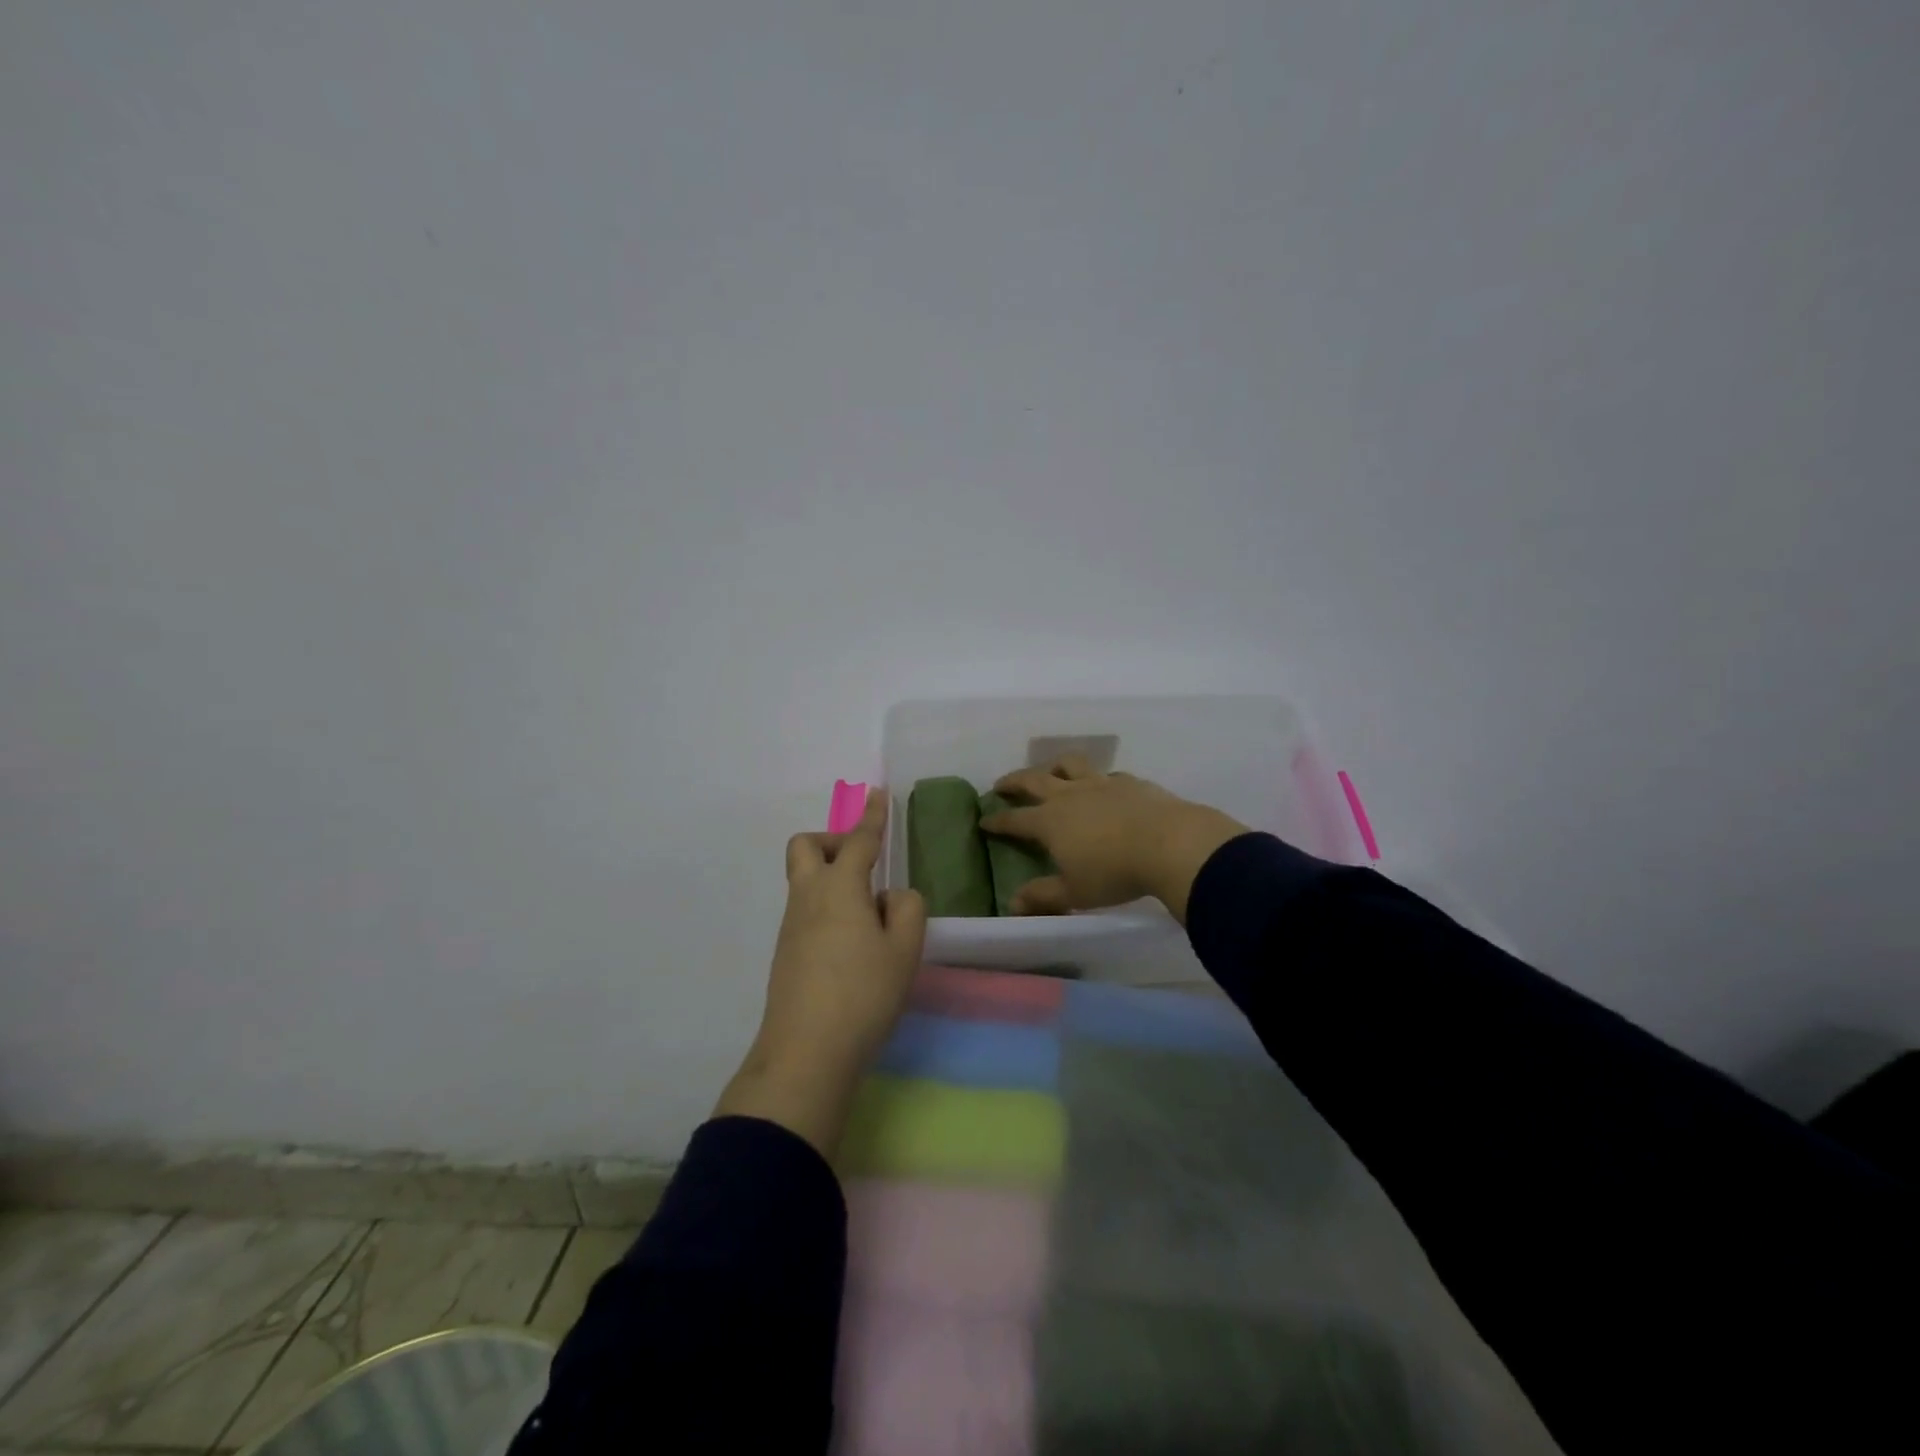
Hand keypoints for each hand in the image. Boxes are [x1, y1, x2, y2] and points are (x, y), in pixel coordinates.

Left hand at [715, 789, 926, 1155]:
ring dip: (832, 877)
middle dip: (835, 840)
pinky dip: (828, 907)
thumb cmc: (863, 994)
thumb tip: (890, 897)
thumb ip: (907, 909)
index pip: (860, 841)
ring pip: (804, 879)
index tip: (878, 793)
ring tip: (871, 915)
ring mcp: (791, 925)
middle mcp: (808, 897)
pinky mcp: (785, 953)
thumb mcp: (904, 950)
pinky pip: (805, 909)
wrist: (805, 1053)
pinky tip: (853, 943)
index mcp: (840, 887)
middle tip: (864, 862)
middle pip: (808, 846)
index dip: (873, 816)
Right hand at [979, 757, 1246, 924]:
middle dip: (1014, 781)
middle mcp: (1069, 795)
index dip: (997, 821)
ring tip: (1050, 772)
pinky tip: (1104, 787)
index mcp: (1050, 821)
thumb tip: (1013, 903)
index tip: (984, 820)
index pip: (1015, 819)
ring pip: (1070, 765)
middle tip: (1002, 784)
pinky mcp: (1130, 782)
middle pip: (1034, 780)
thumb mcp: (1075, 892)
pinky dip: (1098, 780)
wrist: (1170, 844)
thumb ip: (1043, 896)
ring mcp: (1100, 784)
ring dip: (1054, 766)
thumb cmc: (1115, 872)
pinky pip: (1107, 775)